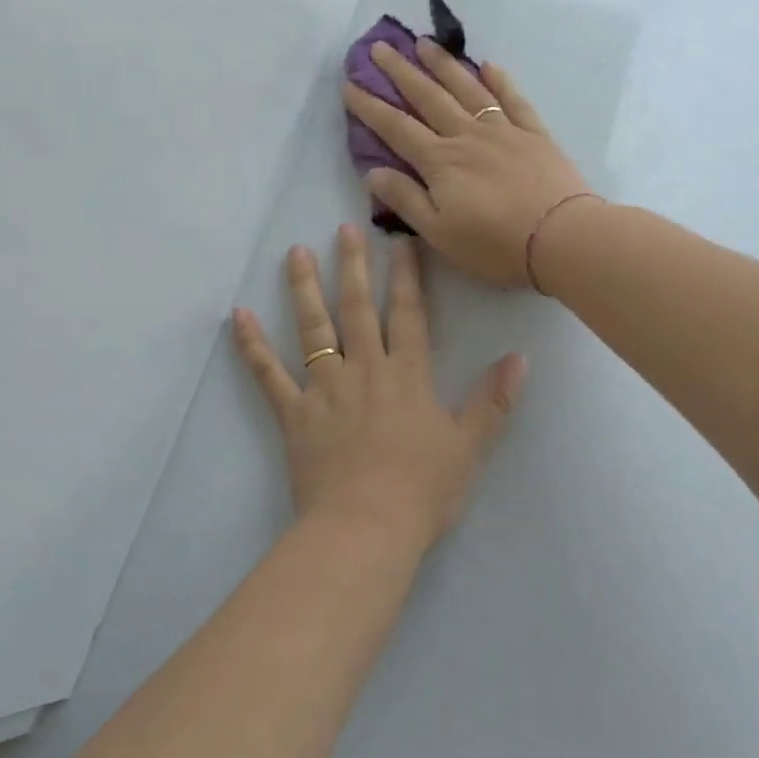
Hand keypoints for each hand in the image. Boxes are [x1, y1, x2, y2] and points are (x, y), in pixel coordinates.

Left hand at [231, 225, 525, 556]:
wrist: (365, 528)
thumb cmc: (422, 491)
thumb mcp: (469, 446)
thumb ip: (493, 401)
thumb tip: (520, 358)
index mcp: (407, 375)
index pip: (409, 313)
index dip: (406, 276)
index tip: (400, 241)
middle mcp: (364, 370)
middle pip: (358, 309)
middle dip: (353, 266)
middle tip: (344, 229)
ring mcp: (324, 389)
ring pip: (313, 329)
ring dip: (305, 289)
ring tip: (295, 253)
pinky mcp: (294, 414)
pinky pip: (268, 374)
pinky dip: (252, 345)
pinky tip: (239, 317)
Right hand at [341, 39, 591, 287]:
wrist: (561, 237)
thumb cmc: (494, 245)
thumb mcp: (439, 234)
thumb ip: (406, 200)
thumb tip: (373, 172)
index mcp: (440, 162)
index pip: (397, 128)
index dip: (370, 106)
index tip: (349, 85)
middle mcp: (467, 136)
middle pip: (428, 97)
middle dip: (400, 71)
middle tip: (379, 47)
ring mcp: (504, 130)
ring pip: (467, 89)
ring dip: (443, 64)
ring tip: (424, 42)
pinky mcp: (534, 134)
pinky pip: (513, 99)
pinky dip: (499, 80)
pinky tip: (488, 64)